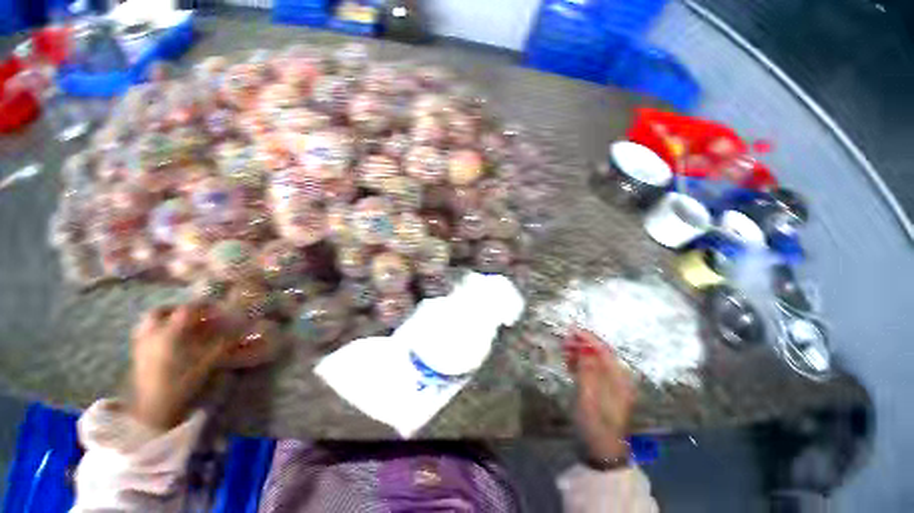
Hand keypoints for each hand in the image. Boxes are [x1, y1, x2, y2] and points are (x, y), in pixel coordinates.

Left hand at [128, 303, 229, 429]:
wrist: (153, 411)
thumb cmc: (182, 384)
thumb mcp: (207, 362)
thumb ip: (223, 342)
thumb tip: (240, 327)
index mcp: (170, 333)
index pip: (188, 309)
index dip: (205, 305)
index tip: (219, 308)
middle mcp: (153, 334)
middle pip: (162, 311)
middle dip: (179, 310)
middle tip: (196, 316)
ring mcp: (141, 345)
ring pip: (150, 322)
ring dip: (166, 320)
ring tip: (182, 327)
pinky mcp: (137, 356)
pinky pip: (145, 335)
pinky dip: (157, 332)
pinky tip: (169, 342)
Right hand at [564, 329, 635, 461]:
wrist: (599, 449)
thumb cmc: (596, 423)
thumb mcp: (589, 396)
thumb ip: (587, 370)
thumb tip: (584, 346)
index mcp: (620, 379)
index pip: (605, 351)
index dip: (589, 338)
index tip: (572, 328)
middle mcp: (616, 378)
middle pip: (599, 354)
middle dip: (583, 343)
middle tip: (564, 337)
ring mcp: (608, 384)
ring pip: (593, 360)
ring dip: (579, 351)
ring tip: (564, 346)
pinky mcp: (599, 390)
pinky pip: (589, 370)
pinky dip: (579, 362)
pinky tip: (568, 360)